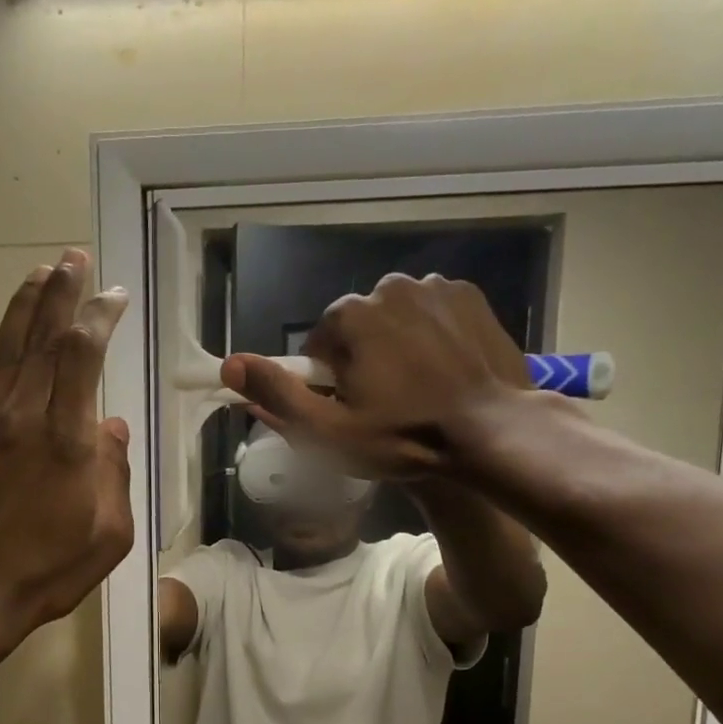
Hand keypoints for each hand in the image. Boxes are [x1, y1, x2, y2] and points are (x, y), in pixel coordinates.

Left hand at [0, 249, 133, 656]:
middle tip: (73, 258)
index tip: (114, 295)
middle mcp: (23, 416)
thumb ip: (115, 474)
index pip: (84, 356)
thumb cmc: (47, 573)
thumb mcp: (109, 536)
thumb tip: (111, 427)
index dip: (99, 317)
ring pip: (5, 347)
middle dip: (62, 292)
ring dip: (23, 304)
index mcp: (69, 440)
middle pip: (44, 337)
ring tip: (39, 272)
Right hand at [220, 273, 542, 481]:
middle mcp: (389, 286)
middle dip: (361, 360)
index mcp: (351, 315)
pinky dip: (430, 337)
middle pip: (357, 328)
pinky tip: (443, 372)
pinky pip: (432, 314)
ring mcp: (435, 287)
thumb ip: (277, 395)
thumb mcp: (328, 431)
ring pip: (395, 319)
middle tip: (383, 406)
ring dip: (396, 348)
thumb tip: (230, 364)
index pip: (318, 345)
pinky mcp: (471, 296)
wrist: (492, 432)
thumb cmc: (404, 438)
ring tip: (417, 391)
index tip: (347, 411)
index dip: (325, 382)